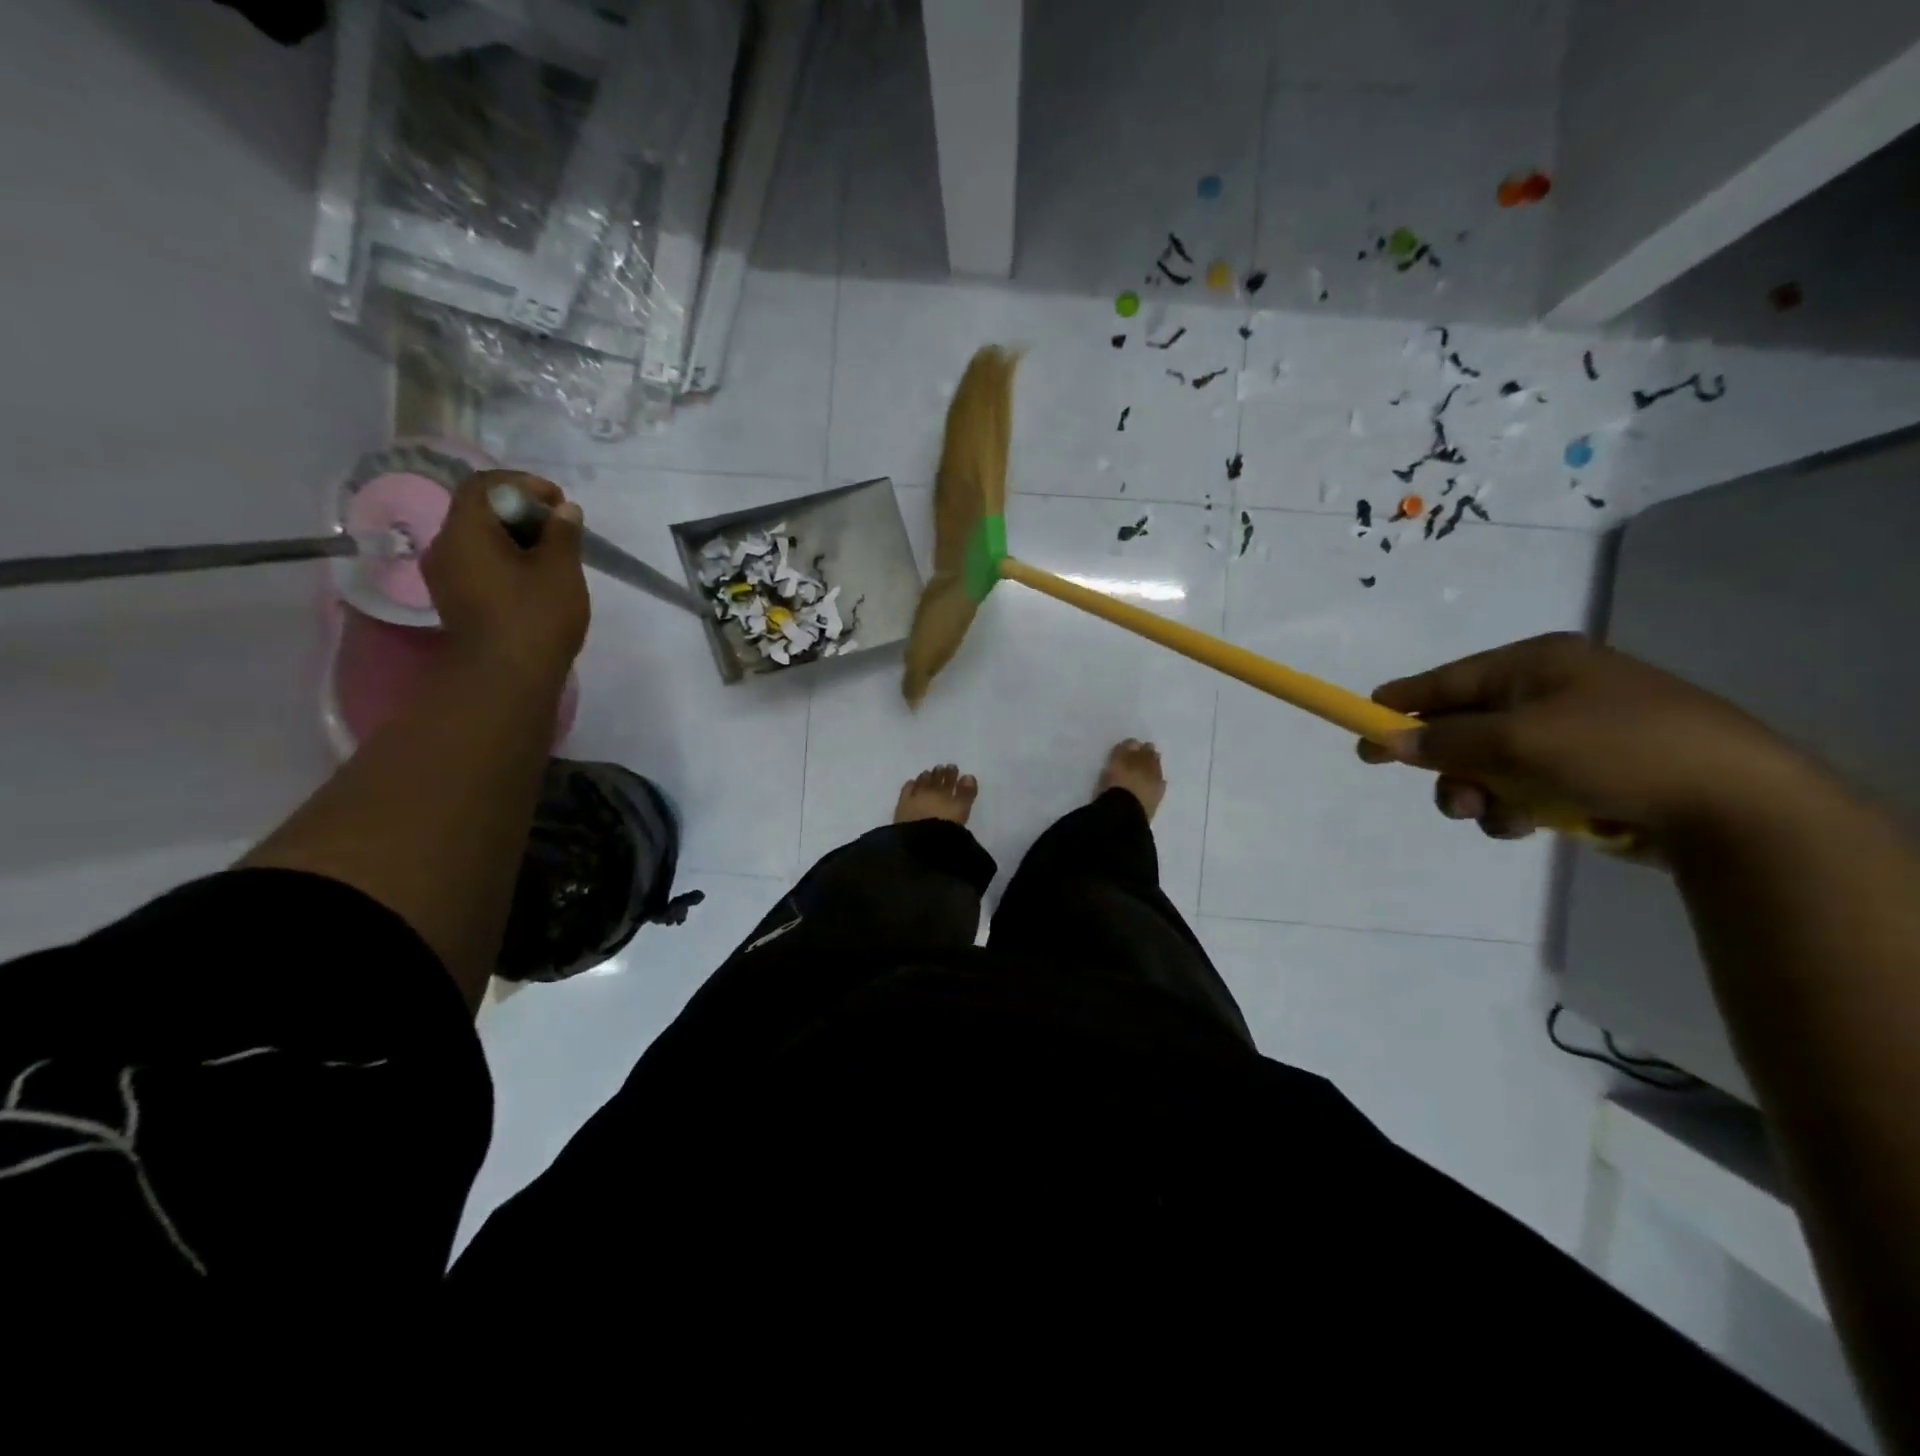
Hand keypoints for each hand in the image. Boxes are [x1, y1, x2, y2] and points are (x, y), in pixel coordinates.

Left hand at [422, 470, 589, 681]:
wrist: (506, 679)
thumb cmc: (535, 617)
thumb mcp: (561, 569)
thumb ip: (562, 533)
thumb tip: (564, 510)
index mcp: (465, 531)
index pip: (484, 484)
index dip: (523, 484)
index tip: (558, 502)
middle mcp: (444, 548)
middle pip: (479, 511)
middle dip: (521, 512)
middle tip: (560, 529)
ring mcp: (446, 577)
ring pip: (479, 540)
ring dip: (515, 538)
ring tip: (553, 556)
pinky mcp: (456, 601)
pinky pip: (478, 565)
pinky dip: (506, 561)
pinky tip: (534, 579)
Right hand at [1356, 633, 1813, 849]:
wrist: (1737, 805)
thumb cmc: (1617, 751)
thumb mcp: (1518, 741)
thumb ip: (1446, 740)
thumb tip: (1390, 741)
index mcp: (1537, 663)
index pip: (1448, 679)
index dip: (1400, 706)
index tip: (1362, 732)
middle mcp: (1553, 690)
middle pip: (1466, 726)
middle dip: (1449, 765)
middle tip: (1448, 797)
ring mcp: (1576, 732)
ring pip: (1492, 764)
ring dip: (1481, 793)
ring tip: (1495, 817)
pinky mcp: (1593, 772)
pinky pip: (1526, 786)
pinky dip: (1517, 807)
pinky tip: (1531, 824)